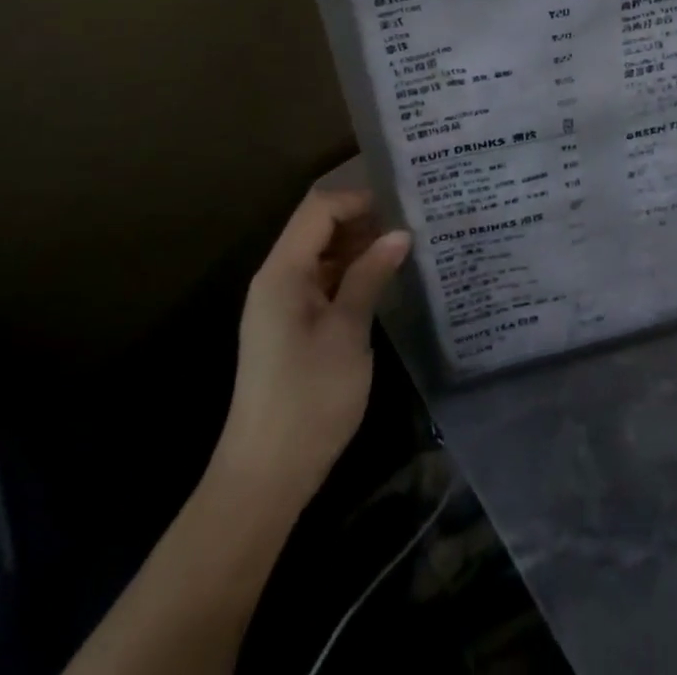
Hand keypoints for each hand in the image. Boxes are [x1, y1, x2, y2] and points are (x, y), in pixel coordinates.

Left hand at [216, 174, 410, 508]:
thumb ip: (371, 276)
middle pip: (317, 226)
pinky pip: (321, 281)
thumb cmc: (308, 398)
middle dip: (362, 220)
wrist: (265, 476)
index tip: (402, 206)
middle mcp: (276, 279)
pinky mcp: (290, 327)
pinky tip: (382, 281)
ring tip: (404, 248)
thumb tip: (400, 234)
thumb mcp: (348, 331)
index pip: (319, 209)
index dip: (358, 199)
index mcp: (283, 272)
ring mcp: (281, 304)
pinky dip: (350, 273)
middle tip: (411, 224)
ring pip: (321, 254)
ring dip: (358, 246)